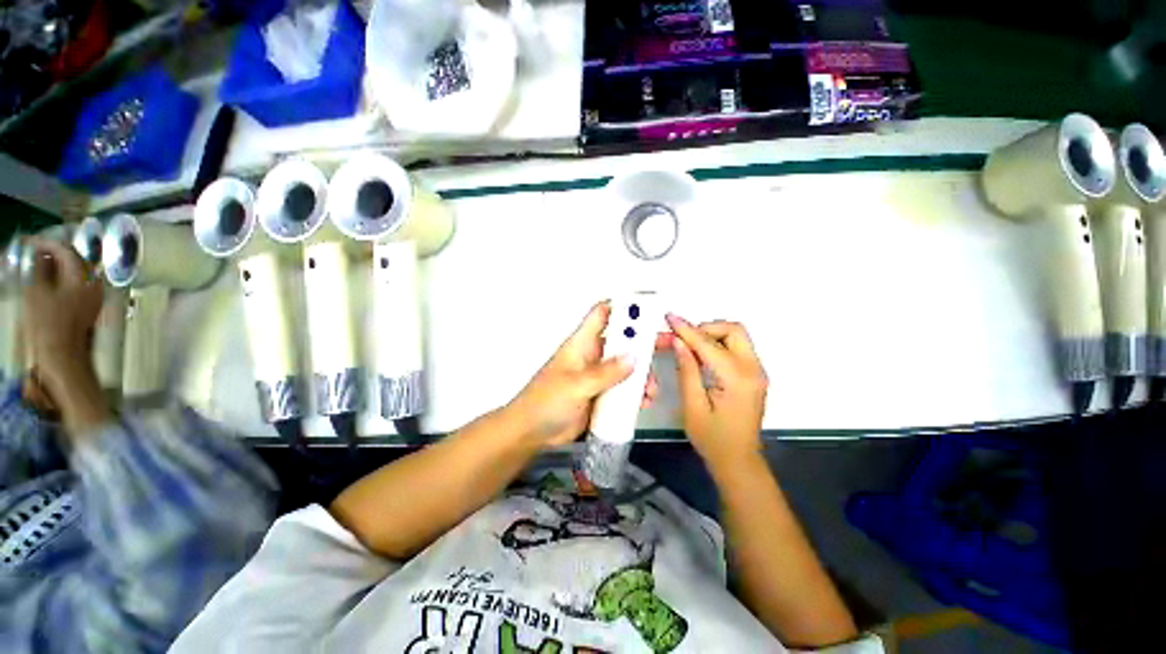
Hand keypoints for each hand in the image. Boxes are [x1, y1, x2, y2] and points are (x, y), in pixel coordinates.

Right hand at [21, 237, 103, 406]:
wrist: (63, 356)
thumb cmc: (48, 324)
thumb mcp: (37, 291)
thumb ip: (40, 268)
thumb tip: (39, 252)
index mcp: (84, 277)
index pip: (67, 250)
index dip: (47, 243)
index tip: (29, 242)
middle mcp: (95, 284)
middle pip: (75, 260)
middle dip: (54, 253)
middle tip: (33, 252)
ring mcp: (94, 296)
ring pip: (76, 272)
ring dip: (57, 265)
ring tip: (37, 264)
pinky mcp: (89, 307)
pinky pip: (77, 285)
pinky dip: (62, 278)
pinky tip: (48, 281)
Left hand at [507, 302, 662, 448]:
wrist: (532, 433)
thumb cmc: (546, 401)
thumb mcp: (576, 385)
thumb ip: (605, 372)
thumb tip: (634, 357)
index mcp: (582, 344)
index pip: (602, 314)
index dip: (622, 306)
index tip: (647, 307)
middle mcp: (593, 356)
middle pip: (622, 340)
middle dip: (643, 342)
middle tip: (667, 344)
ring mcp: (598, 377)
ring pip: (627, 367)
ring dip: (642, 374)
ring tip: (650, 390)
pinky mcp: (602, 395)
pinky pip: (624, 389)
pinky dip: (636, 394)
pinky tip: (644, 403)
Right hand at [666, 314, 767, 469]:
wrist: (738, 461)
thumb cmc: (712, 438)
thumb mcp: (693, 406)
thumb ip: (687, 370)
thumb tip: (678, 341)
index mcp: (737, 378)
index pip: (708, 344)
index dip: (686, 329)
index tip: (669, 317)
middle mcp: (753, 369)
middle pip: (733, 329)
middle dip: (705, 328)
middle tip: (682, 339)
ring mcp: (757, 371)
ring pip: (736, 336)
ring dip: (711, 335)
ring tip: (688, 347)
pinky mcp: (754, 375)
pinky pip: (736, 348)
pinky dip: (717, 344)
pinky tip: (700, 356)